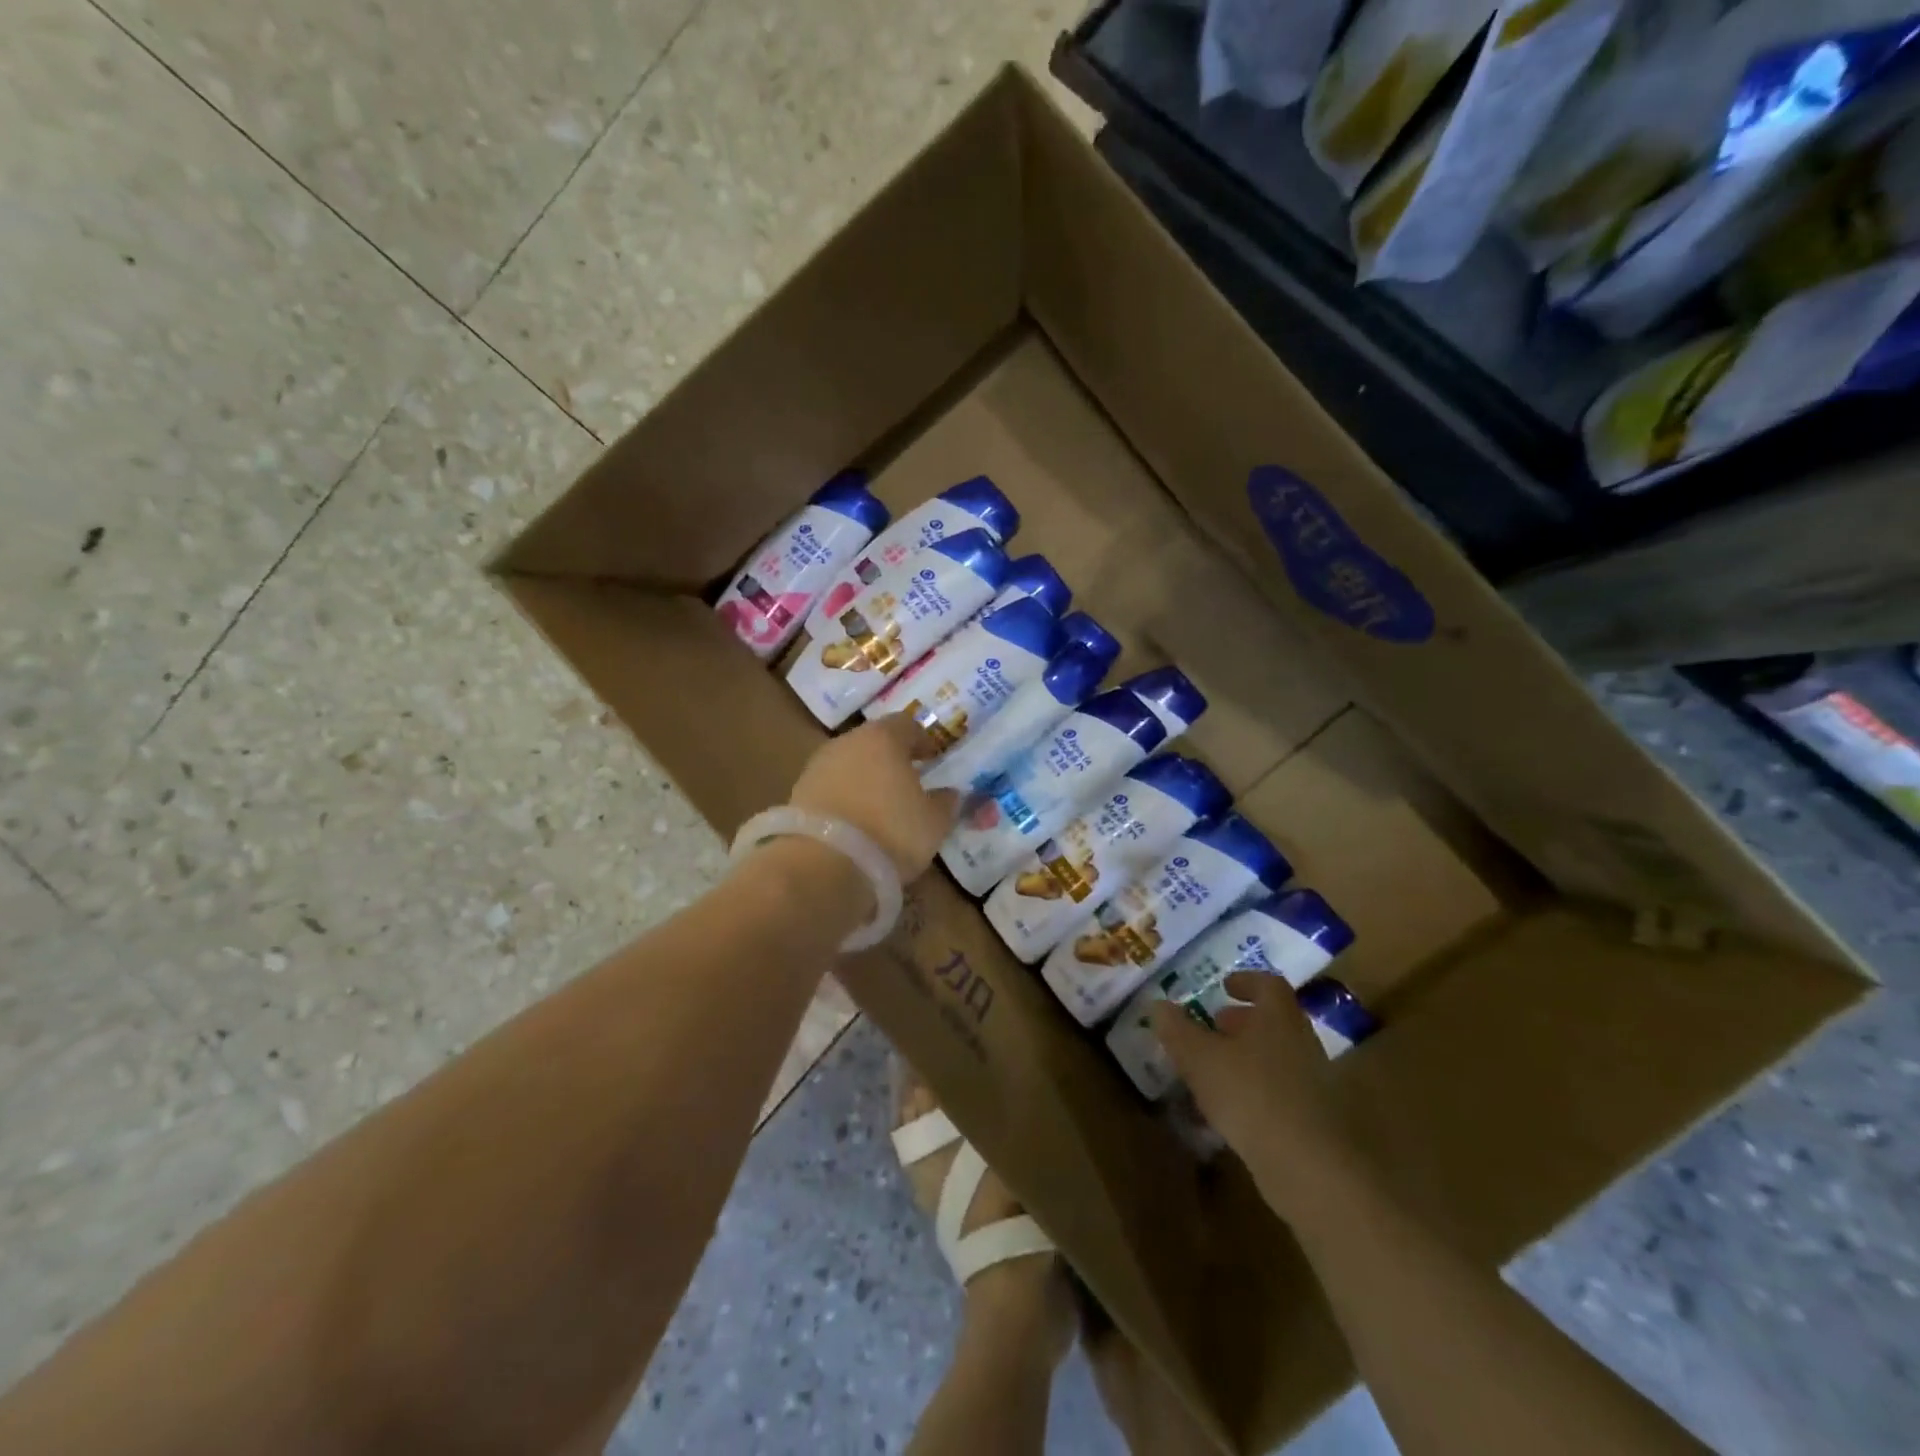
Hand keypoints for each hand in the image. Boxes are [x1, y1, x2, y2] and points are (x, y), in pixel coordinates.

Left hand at [788, 714, 960, 879]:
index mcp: (883, 738)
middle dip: (891, 758)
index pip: (907, 724)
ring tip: (880, 805)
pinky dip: (844, 798)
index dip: (922, 739)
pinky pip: (830, 788)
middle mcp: (846, 743)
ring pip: (849, 764)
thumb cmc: (890, 833)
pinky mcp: (798, 794)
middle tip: (907, 779)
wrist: (822, 866)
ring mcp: (817, 767)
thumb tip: (949, 793)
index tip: (933, 757)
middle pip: (874, 742)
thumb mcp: (934, 823)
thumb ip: (946, 803)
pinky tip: (855, 822)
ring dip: (865, 778)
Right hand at [1150, 973, 1365, 1221]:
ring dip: (1246, 1059)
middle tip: (1212, 1027)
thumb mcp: (1199, 1058)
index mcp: (1279, 1018)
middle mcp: (1301, 1044)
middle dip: (1241, 1023)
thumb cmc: (1251, 1095)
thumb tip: (1158, 1005)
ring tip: (1212, 1072)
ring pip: (1276, 1059)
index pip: (1269, 985)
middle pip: (1273, 1022)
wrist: (1312, 1170)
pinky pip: (1279, 1094)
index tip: (1224, 986)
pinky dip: (1254, 1093)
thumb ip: (1177, 1030)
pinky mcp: (1314, 1123)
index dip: (1246, 981)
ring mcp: (1313, 1085)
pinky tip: (1228, 1113)